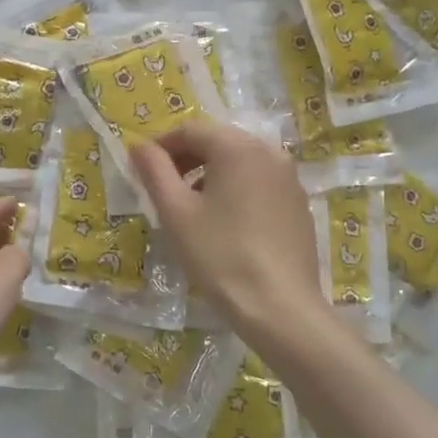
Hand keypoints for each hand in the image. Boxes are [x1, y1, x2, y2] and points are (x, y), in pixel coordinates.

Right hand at [129, 121, 325, 338]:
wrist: (280, 307)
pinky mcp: (299, 203)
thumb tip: (139, 146)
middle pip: (218, 142)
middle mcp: (269, 152)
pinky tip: (225, 223)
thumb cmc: (220, 255)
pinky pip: (260, 182)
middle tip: (163, 189)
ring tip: (191, 208)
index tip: (142, 170)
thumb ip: (155, 171)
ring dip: (210, 174)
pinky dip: (236, 190)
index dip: (161, 146)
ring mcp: (290, 178)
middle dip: (186, 159)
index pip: (190, 130)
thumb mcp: (176, 213)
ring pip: (240, 162)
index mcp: (237, 147)